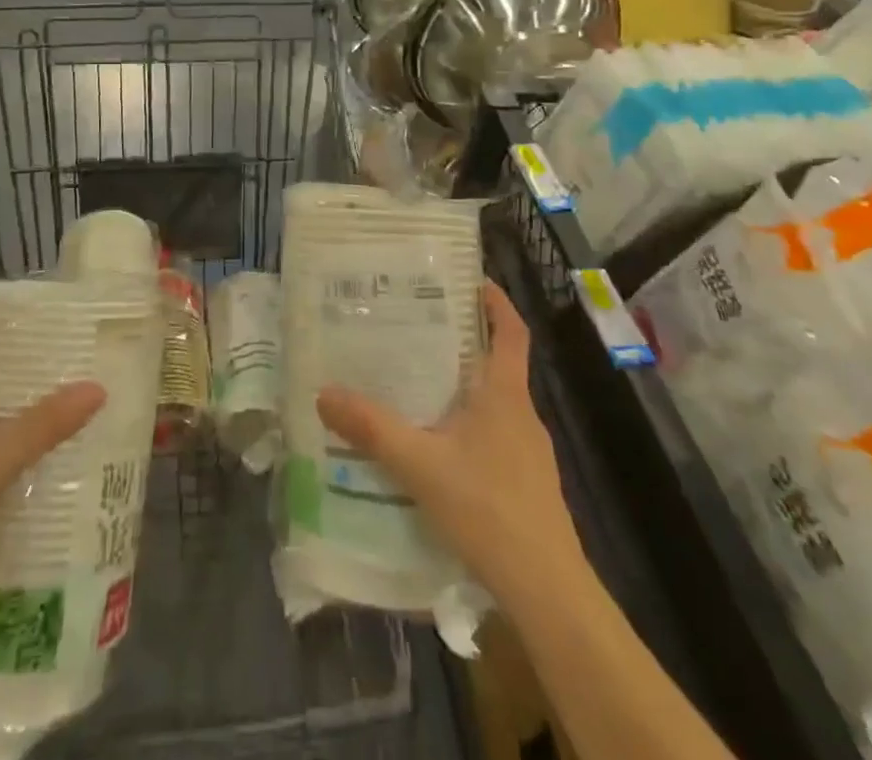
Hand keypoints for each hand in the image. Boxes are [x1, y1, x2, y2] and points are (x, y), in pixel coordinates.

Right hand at [317, 281, 578, 603]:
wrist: (547, 591)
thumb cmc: (489, 510)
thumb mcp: (420, 464)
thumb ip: (372, 428)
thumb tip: (324, 392)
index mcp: (505, 395)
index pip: (512, 332)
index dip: (496, 302)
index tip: (472, 280)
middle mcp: (521, 414)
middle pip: (498, 363)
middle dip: (464, 342)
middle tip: (419, 328)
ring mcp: (529, 452)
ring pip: (494, 403)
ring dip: (463, 386)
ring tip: (418, 384)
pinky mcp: (526, 484)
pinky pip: (494, 436)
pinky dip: (468, 426)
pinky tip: (437, 448)